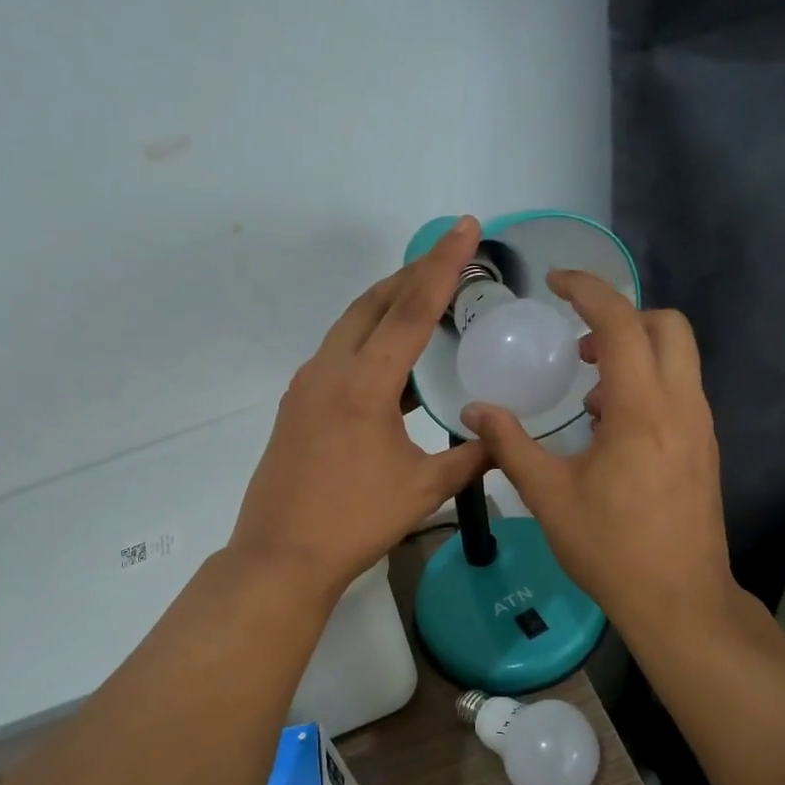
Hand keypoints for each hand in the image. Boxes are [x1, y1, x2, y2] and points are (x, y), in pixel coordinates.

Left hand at [228, 217, 490, 597]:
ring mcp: (305, 387)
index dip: (443, 266)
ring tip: (422, 298)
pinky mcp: (295, 406)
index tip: (464, 227)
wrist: (281, 556)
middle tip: (448, 256)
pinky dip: (366, 339)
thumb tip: (503, 438)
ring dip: (385, 305)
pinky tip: (389, 360)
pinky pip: (336, 354)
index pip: (411, 310)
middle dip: (412, 274)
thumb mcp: (423, 489)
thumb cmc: (355, 522)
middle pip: (373, 304)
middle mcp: (329, 371)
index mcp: (364, 384)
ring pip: (350, 326)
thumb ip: (470, 458)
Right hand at [461, 270, 734, 636]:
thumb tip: (474, 411)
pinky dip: (647, 384)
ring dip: (634, 353)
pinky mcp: (705, 448)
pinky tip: (611, 428)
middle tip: (578, 345)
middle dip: (622, 317)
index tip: (555, 281)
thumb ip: (510, 445)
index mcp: (643, 410)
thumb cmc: (610, 548)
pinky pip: (680, 391)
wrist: (679, 600)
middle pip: (667, 326)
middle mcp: (682, 406)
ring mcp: (701, 427)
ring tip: (589, 393)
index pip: (622, 323)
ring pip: (678, 358)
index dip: (588, 290)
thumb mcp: (547, 496)